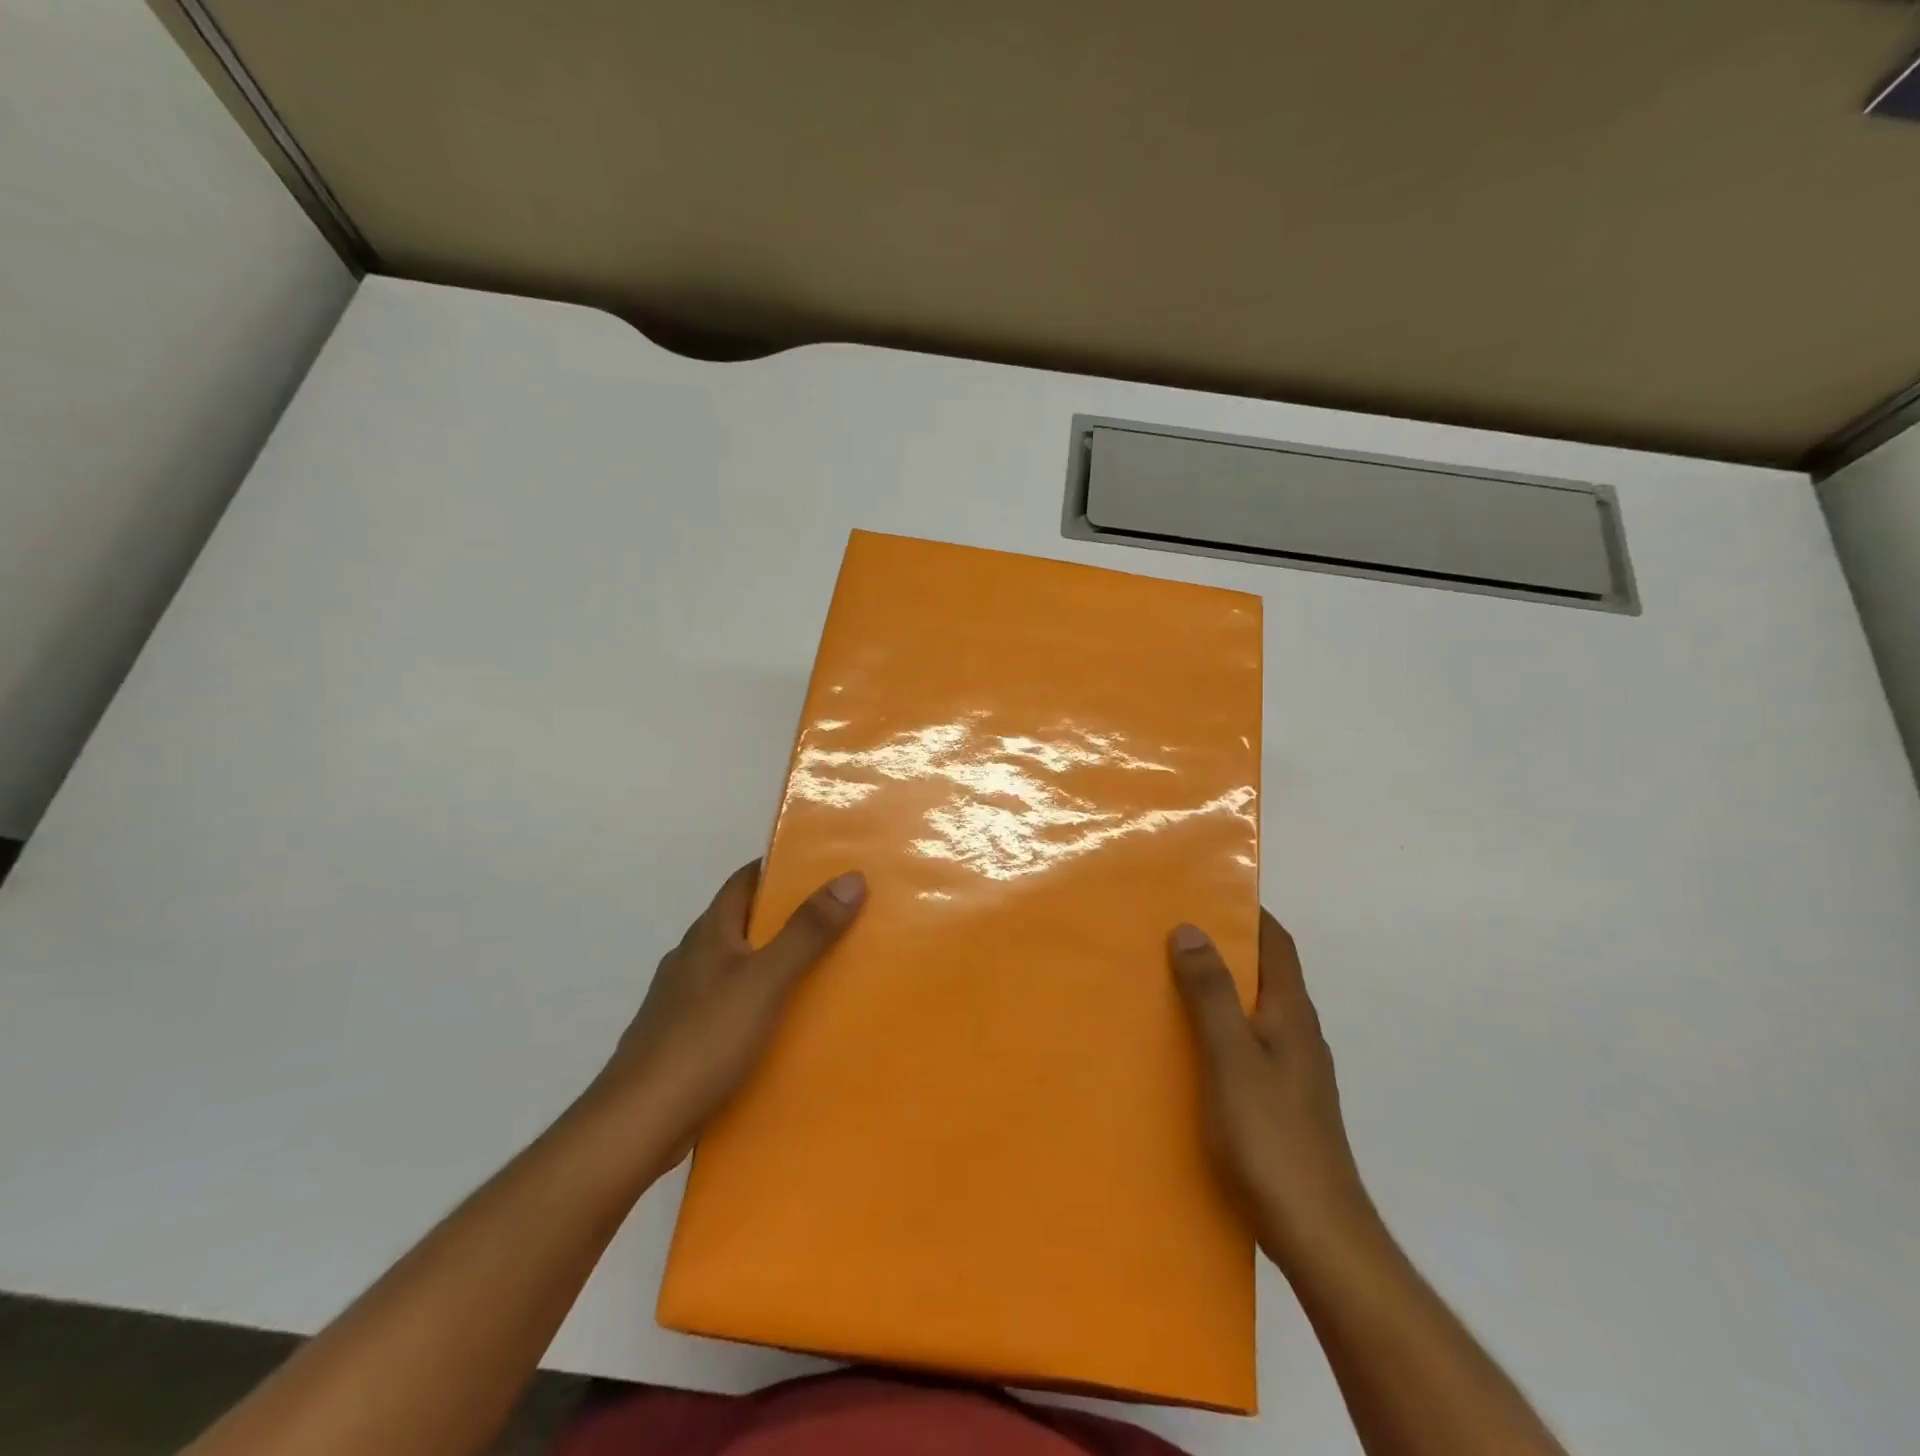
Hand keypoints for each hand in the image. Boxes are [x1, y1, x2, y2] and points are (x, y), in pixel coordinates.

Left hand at [592, 861, 865, 1163]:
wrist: (638, 1124)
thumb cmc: (705, 1039)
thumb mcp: (767, 979)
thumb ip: (808, 931)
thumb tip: (851, 877)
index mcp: (708, 934)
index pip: (743, 882)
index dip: (778, 869)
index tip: (821, 868)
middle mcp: (691, 959)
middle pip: (741, 923)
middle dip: (783, 918)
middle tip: (835, 920)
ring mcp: (681, 1001)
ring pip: (735, 967)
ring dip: (771, 963)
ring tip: (819, 971)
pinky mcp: (682, 1040)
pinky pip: (728, 1007)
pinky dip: (756, 1004)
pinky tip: (779, 1026)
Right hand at [1169, 911, 1375, 1268]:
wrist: (1319, 1235)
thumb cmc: (1271, 1138)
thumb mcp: (1231, 1057)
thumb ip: (1210, 994)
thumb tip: (1190, 928)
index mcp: (1291, 1014)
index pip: (1277, 943)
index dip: (1248, 912)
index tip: (1205, 891)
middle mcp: (1298, 1035)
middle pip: (1263, 974)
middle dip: (1223, 948)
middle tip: (1169, 934)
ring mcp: (1294, 1072)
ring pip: (1253, 1011)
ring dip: (1218, 990)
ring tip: (1167, 983)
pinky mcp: (1282, 1103)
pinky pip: (1247, 1045)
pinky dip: (1218, 1029)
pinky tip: (1187, 1049)